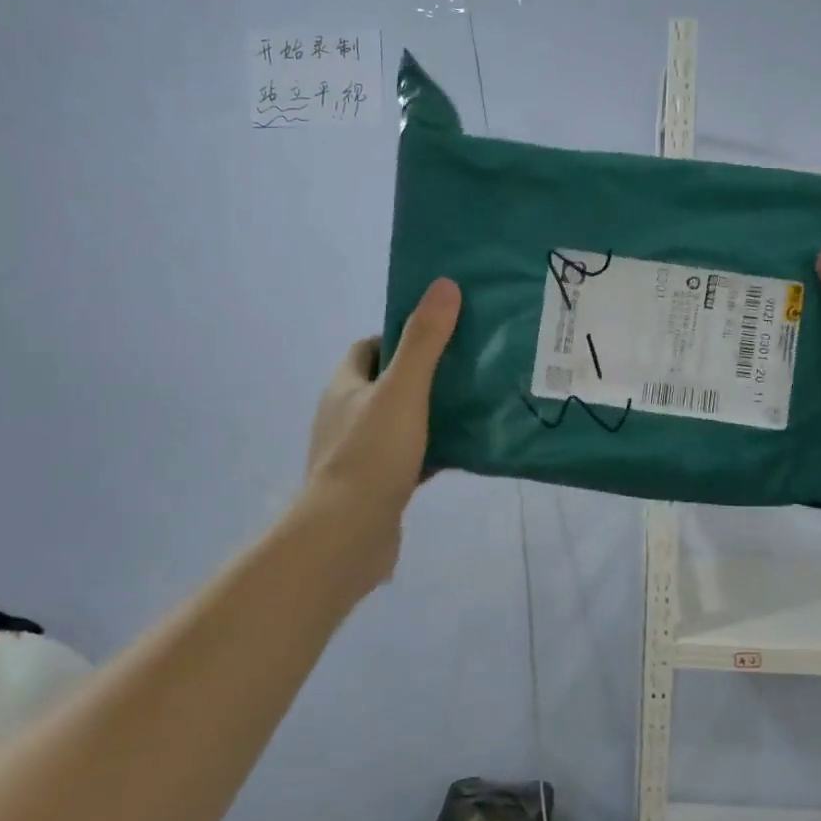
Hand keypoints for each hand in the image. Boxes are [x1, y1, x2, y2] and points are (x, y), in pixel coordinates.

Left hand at [302, 279, 461, 580]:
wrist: (347, 536)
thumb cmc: (371, 454)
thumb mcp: (402, 390)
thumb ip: (424, 340)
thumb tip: (444, 285)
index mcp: (345, 387)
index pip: (369, 347)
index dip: (400, 335)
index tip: (440, 333)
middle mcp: (346, 416)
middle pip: (387, 383)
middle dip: (423, 373)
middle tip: (467, 366)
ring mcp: (359, 453)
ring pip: (400, 421)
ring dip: (430, 413)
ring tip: (475, 404)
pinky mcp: (376, 485)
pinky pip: (409, 457)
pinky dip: (433, 451)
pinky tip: (465, 451)